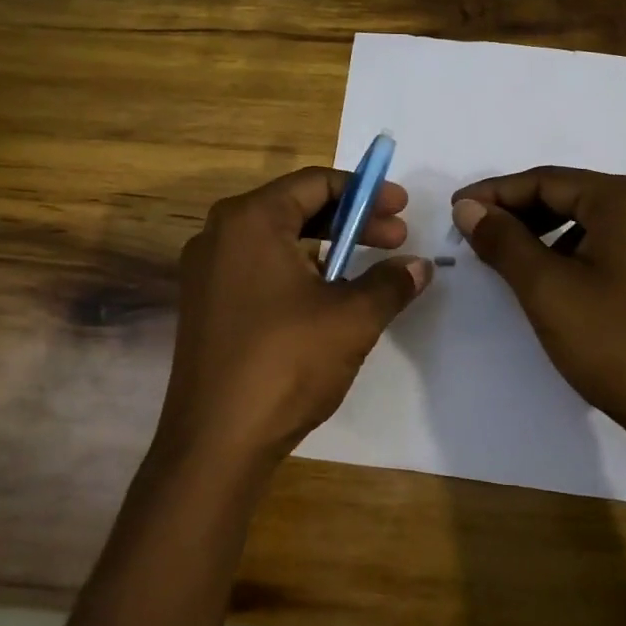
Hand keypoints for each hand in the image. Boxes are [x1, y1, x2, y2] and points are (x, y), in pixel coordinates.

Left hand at [156, 167, 431, 473]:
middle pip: (295, 208)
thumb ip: (390, 283)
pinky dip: (298, 270)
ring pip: (277, 240)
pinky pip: (259, 268)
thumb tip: (420, 266)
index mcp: (250, 220)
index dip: (365, 192)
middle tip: (395, 238)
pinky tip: (328, 297)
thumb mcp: (352, 318)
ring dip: (327, 247)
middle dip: (351, 220)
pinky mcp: (206, 305)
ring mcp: (206, 271)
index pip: (315, 183)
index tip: (402, 207)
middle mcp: (220, 234)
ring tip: (367, 268)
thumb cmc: (285, 363)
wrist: (216, 441)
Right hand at [452, 168, 625, 505]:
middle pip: (572, 196)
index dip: (495, 194)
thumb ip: (503, 240)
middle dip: (519, 214)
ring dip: (545, 236)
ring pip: (592, 223)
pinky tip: (552, 281)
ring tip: (507, 261)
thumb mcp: (547, 290)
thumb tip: (469, 208)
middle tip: (475, 234)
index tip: (455, 210)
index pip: (547, 180)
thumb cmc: (618, 345)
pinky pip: (613, 246)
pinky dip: (575, 254)